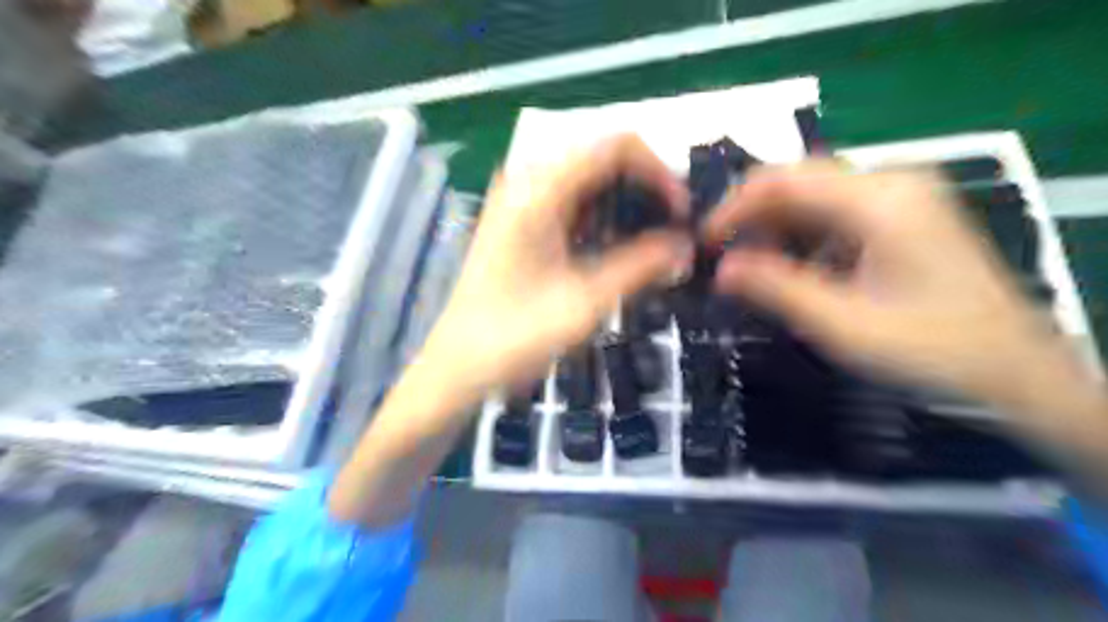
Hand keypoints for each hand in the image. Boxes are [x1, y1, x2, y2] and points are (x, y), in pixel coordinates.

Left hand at [425, 135, 690, 392]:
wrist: (457, 367)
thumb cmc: (514, 337)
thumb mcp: (585, 302)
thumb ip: (641, 266)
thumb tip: (687, 246)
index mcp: (540, 189)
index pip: (616, 146)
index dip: (660, 172)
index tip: (683, 214)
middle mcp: (528, 182)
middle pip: (603, 161)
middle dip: (646, 191)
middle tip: (673, 235)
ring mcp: (521, 202)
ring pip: (589, 184)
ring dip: (626, 208)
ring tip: (653, 248)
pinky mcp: (520, 224)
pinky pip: (572, 205)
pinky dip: (602, 222)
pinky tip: (618, 253)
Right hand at [705, 159, 1092, 411]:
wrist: (1014, 371)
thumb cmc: (932, 350)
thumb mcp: (842, 325)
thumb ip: (776, 289)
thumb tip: (720, 269)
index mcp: (879, 200)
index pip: (783, 180)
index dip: (733, 206)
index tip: (704, 242)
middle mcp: (890, 182)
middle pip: (797, 181)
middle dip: (752, 216)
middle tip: (723, 259)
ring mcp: (900, 196)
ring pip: (812, 195)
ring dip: (775, 228)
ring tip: (752, 269)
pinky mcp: (901, 215)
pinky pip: (834, 212)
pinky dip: (802, 237)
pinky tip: (794, 269)